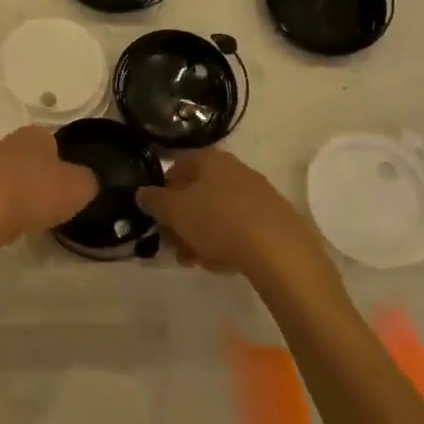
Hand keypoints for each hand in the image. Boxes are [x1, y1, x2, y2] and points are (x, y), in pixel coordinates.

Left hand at [0, 126, 97, 253]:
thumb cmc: (30, 195)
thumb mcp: (76, 189)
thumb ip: (86, 181)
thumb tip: (84, 181)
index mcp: (30, 138)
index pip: (48, 141)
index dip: (56, 162)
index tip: (61, 187)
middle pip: (17, 157)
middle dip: (27, 177)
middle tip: (38, 206)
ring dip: (2, 194)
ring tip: (13, 223)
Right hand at [135, 149, 326, 278]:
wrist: (280, 252)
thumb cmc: (218, 222)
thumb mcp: (175, 211)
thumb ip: (154, 200)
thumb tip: (142, 193)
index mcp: (210, 159)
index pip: (176, 167)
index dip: (162, 192)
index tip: (158, 218)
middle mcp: (235, 169)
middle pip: (197, 193)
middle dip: (182, 221)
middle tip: (175, 246)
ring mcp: (258, 194)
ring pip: (218, 213)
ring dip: (202, 236)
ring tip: (197, 262)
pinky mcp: (275, 220)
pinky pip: (241, 228)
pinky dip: (228, 243)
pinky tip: (223, 264)